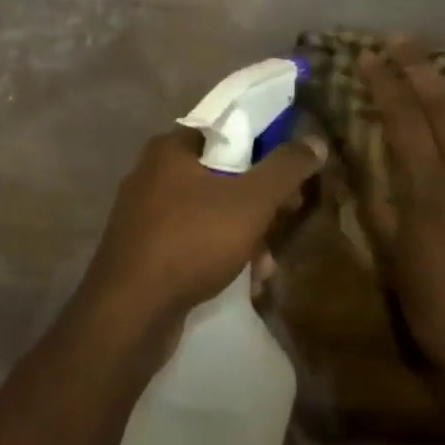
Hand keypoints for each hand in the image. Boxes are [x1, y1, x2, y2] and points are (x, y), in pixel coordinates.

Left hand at [80, 127, 323, 333]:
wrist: (130, 313)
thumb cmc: (191, 241)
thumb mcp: (250, 201)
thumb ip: (285, 168)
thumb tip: (314, 141)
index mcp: (170, 148)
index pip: (226, 130)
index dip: (265, 146)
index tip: (291, 172)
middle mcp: (152, 174)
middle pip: (222, 174)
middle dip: (260, 201)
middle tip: (287, 217)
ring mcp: (144, 214)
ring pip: (210, 212)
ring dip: (245, 235)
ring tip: (266, 265)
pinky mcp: (144, 250)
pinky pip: (193, 241)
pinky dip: (220, 255)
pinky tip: (245, 282)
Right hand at [358, 35, 444, 401]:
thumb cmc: (434, 304)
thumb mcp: (389, 255)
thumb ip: (375, 201)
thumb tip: (357, 158)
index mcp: (426, 189)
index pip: (401, 120)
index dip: (384, 84)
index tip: (369, 56)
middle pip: (442, 107)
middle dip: (420, 66)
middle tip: (402, 36)